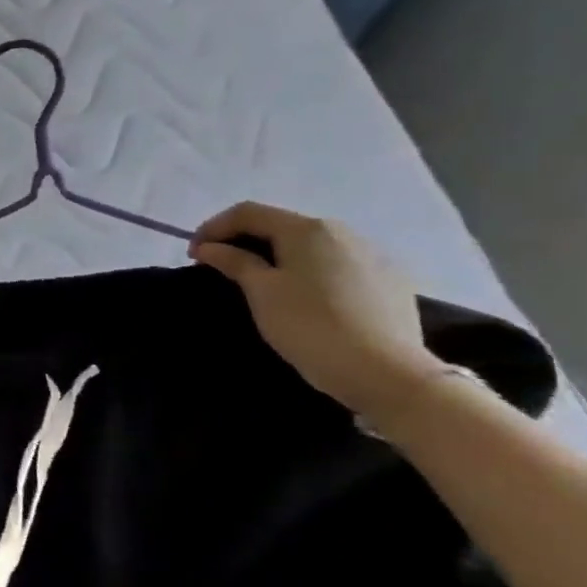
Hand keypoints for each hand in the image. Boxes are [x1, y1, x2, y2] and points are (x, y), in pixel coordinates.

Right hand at [190, 202, 439, 418]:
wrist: (388, 374)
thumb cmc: (310, 325)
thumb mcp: (261, 291)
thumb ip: (233, 261)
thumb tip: (209, 247)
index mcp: (308, 229)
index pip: (248, 212)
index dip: (213, 228)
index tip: (194, 255)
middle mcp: (343, 232)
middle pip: (281, 225)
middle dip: (245, 240)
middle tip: (221, 267)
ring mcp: (373, 256)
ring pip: (312, 245)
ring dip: (278, 255)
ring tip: (261, 281)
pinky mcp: (391, 281)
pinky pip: (337, 264)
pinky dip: (310, 270)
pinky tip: (305, 295)